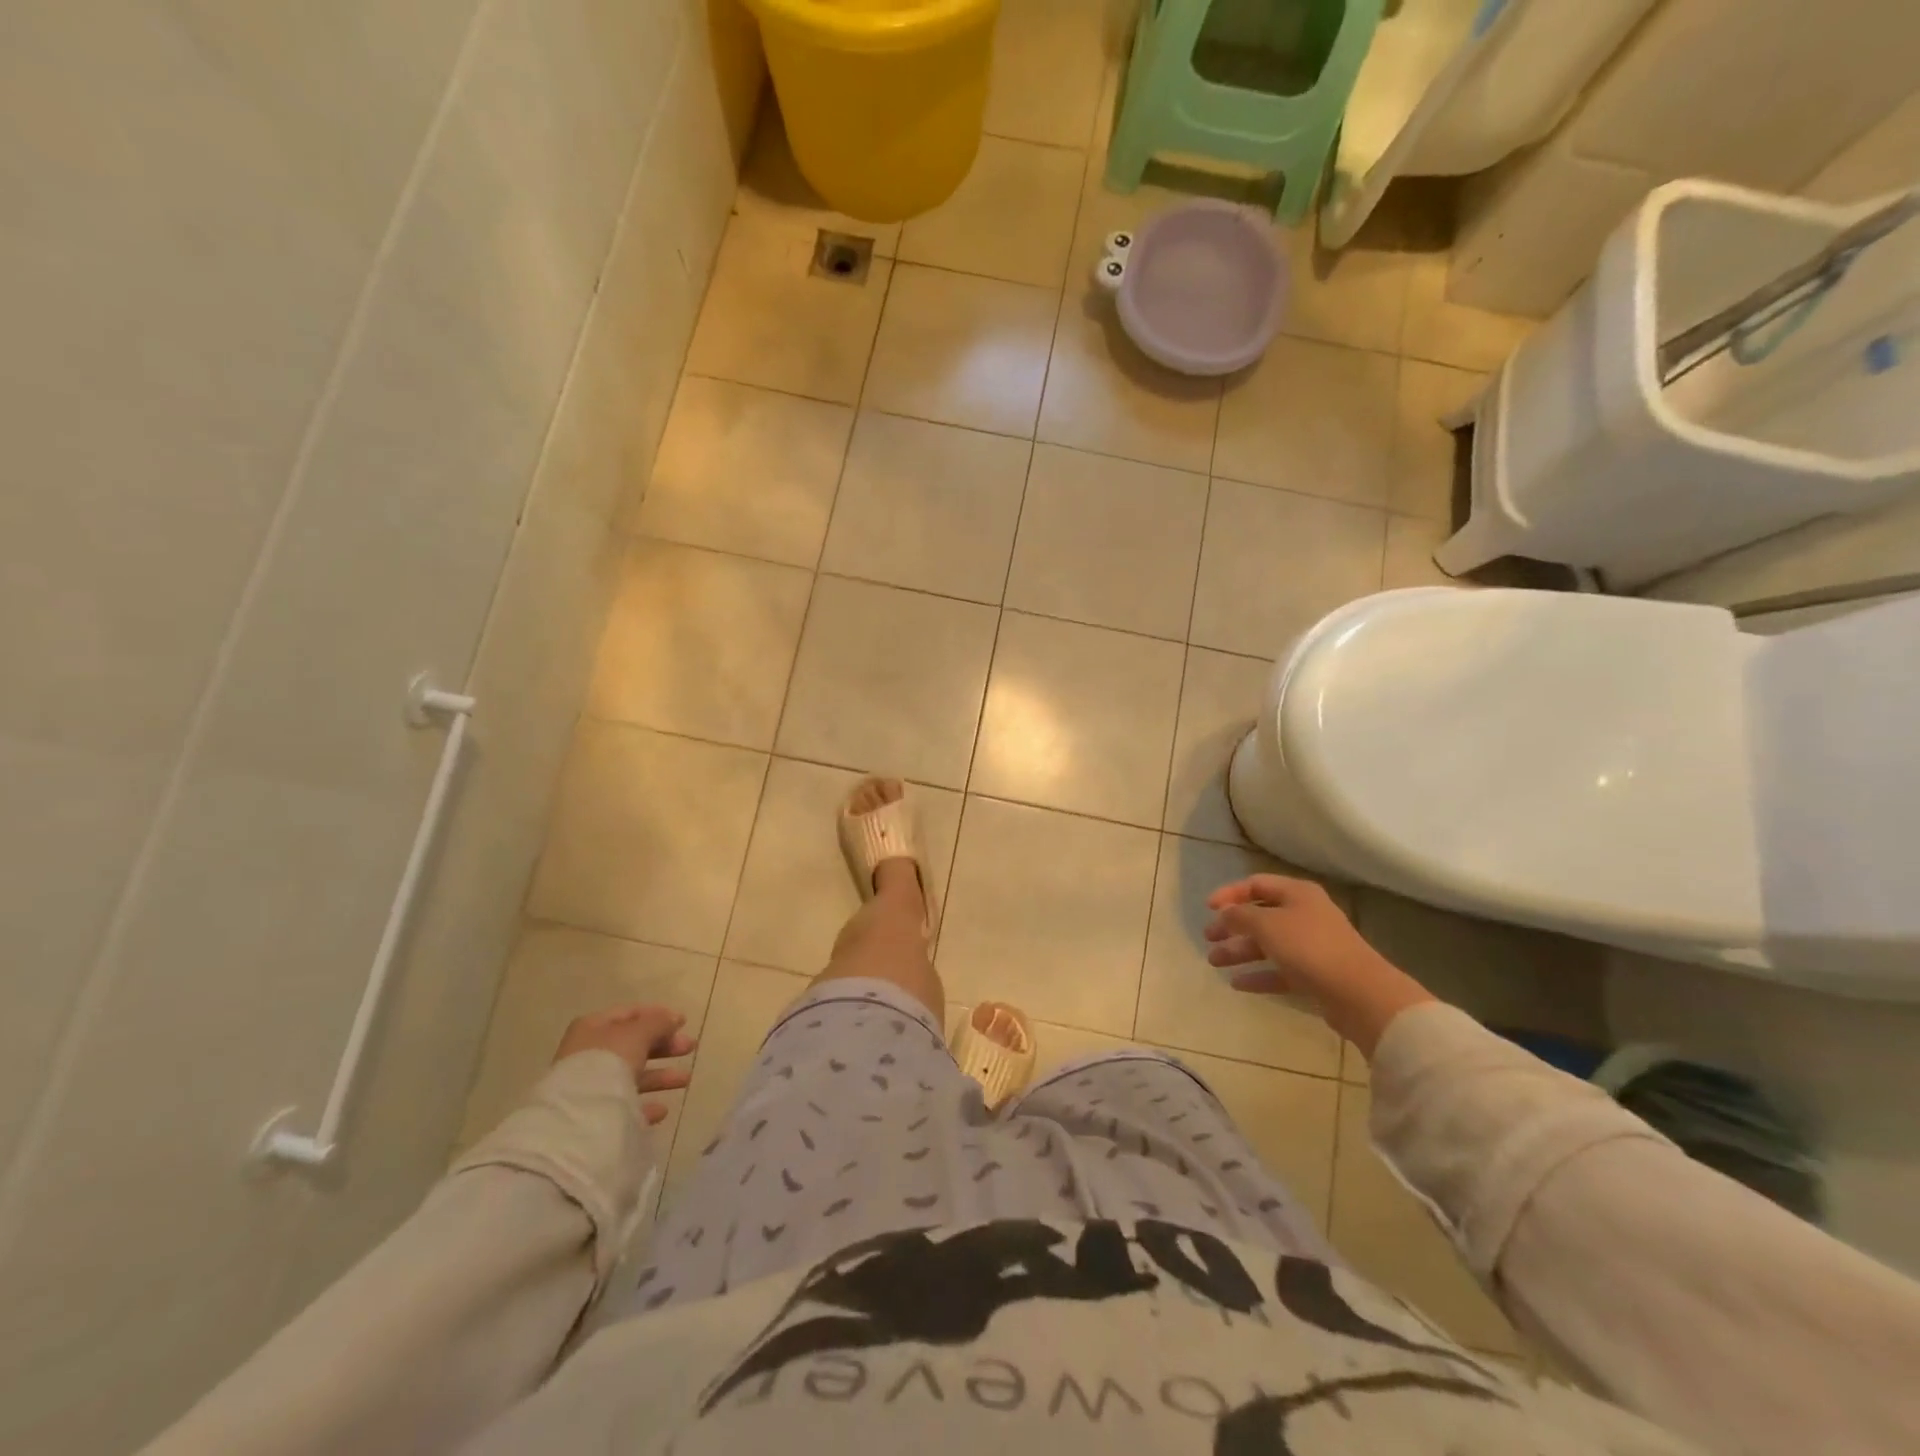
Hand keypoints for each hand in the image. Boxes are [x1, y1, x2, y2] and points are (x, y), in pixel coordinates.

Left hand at [553, 1005, 695, 1125]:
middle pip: (633, 1045)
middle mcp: (589, 1054)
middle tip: (690, 1047)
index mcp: (593, 1028)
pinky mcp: (594, 1115)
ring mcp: (590, 1086)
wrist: (578, 1118)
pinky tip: (662, 1109)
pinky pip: (625, 1106)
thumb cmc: (607, 1062)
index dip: (657, 1015)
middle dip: (664, 1046)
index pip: (629, 1013)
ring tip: (686, 1079)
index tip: (683, 1022)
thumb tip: (673, 1018)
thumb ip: (657, 1023)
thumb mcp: (637, 1034)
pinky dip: (645, 1105)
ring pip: (632, 1076)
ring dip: (660, 1076)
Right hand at [1204, 874, 1433, 1056]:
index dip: (1229, 894)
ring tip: (1214, 962)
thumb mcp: (1266, 924)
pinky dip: (1258, 975)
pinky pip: (1279, 970)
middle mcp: (1305, 915)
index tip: (1208, 908)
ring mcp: (1312, 946)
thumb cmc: (1309, 947)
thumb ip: (1240, 915)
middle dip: (1232, 927)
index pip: (1256, 884)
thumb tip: (1225, 912)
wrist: (1359, 993)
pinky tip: (1237, 984)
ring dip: (1240, 951)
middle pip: (1260, 916)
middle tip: (1208, 938)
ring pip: (1268, 944)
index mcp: (1297, 894)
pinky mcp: (1315, 975)